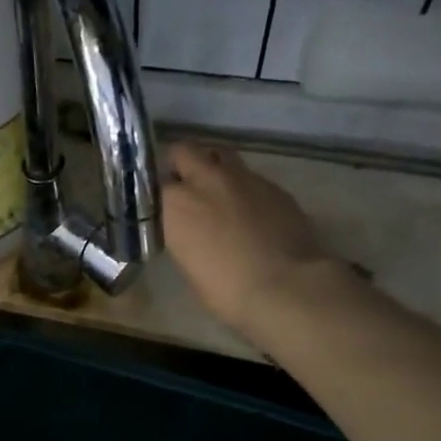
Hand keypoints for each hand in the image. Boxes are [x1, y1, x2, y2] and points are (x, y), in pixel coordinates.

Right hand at [161, 142, 334, 338]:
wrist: (285, 286)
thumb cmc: (225, 289)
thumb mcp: (188, 264)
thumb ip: (183, 234)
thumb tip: (189, 228)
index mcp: (176, 204)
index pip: (156, 183)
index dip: (159, 194)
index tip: (162, 207)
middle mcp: (206, 180)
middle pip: (185, 151)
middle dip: (182, 164)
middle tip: (185, 186)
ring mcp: (243, 178)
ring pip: (220, 154)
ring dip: (214, 167)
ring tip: (218, 192)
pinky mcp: (274, 185)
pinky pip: (250, 176)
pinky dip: (244, 188)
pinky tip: (251, 212)